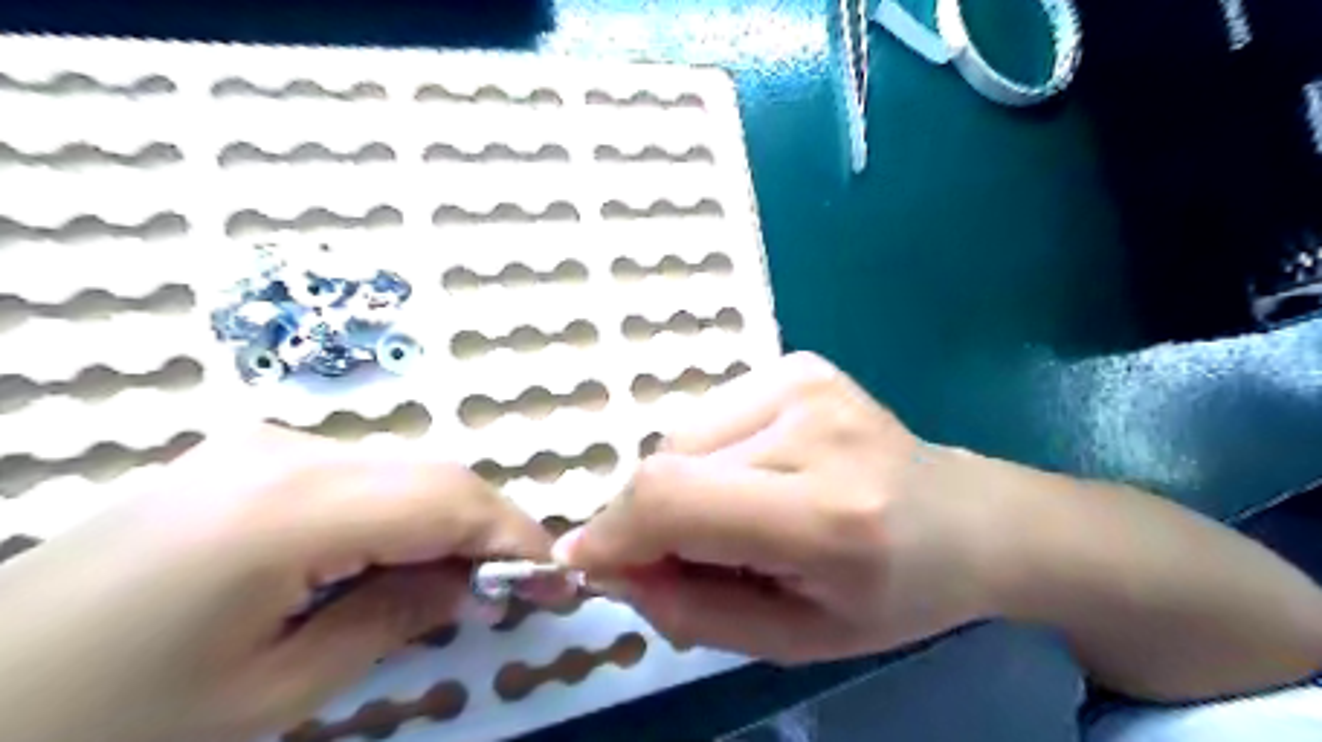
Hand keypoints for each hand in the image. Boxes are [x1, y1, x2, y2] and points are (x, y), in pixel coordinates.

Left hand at [0, 426, 552, 740]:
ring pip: (404, 467)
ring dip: (448, 517)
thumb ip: (391, 619)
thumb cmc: (108, 717)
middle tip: (517, 584)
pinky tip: (393, 556)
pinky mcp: (250, 454)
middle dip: (490, 526)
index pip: (450, 500)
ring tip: (459, 578)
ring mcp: (265, 443)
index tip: (557, 580)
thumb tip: (470, 585)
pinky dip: (402, 509)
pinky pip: (362, 471)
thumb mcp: (270, 693)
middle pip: (434, 472)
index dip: (516, 536)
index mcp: (292, 508)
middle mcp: (289, 451)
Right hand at [555, 350, 1008, 658]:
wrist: (966, 520)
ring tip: (736, 513)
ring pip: (682, 434)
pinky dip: (709, 454)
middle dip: (648, 515)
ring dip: (683, 484)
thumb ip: (688, 608)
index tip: (584, 559)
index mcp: (827, 515)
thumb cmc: (891, 595)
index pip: (676, 499)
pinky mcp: (798, 363)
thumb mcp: (792, 638)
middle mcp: (814, 428)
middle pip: (668, 461)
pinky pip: (710, 413)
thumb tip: (606, 561)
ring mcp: (805, 381)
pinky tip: (757, 473)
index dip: (613, 530)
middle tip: (683, 553)